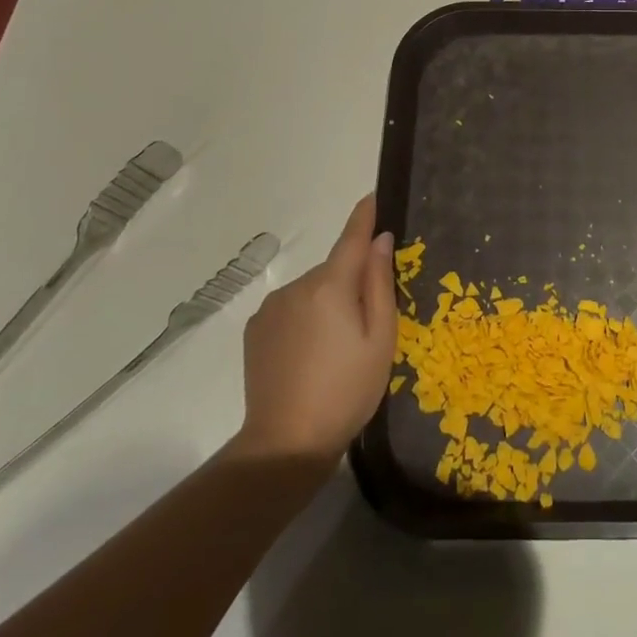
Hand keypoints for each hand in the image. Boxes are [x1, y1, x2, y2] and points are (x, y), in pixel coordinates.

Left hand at [232, 195, 396, 464]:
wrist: (286, 441)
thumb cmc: (347, 390)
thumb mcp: (380, 338)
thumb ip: (380, 284)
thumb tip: (381, 240)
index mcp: (331, 285)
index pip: (352, 237)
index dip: (365, 215)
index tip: (374, 194)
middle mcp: (297, 286)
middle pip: (334, 269)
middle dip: (351, 281)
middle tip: (367, 323)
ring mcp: (271, 307)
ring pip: (313, 290)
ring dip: (327, 302)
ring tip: (336, 347)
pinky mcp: (255, 329)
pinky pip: (291, 308)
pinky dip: (305, 317)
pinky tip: (310, 353)